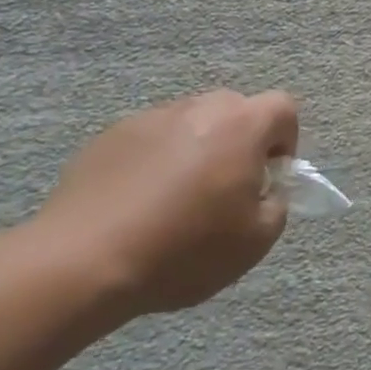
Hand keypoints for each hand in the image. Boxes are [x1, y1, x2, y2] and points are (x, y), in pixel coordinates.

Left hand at [34, 90, 299, 318]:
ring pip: (190, 123)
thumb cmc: (185, 250)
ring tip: (178, 201)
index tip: (269, 179)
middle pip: (235, 110)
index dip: (286, 141)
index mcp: (240, 126)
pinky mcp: (108, 136)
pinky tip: (140, 204)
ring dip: (197, 150)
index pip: (283, 108)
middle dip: (241, 142)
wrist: (84, 261)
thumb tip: (266, 188)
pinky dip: (156, 162)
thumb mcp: (257, 240)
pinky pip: (150, 140)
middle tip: (228, 190)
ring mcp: (147, 118)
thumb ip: (277, 203)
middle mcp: (196, 108)